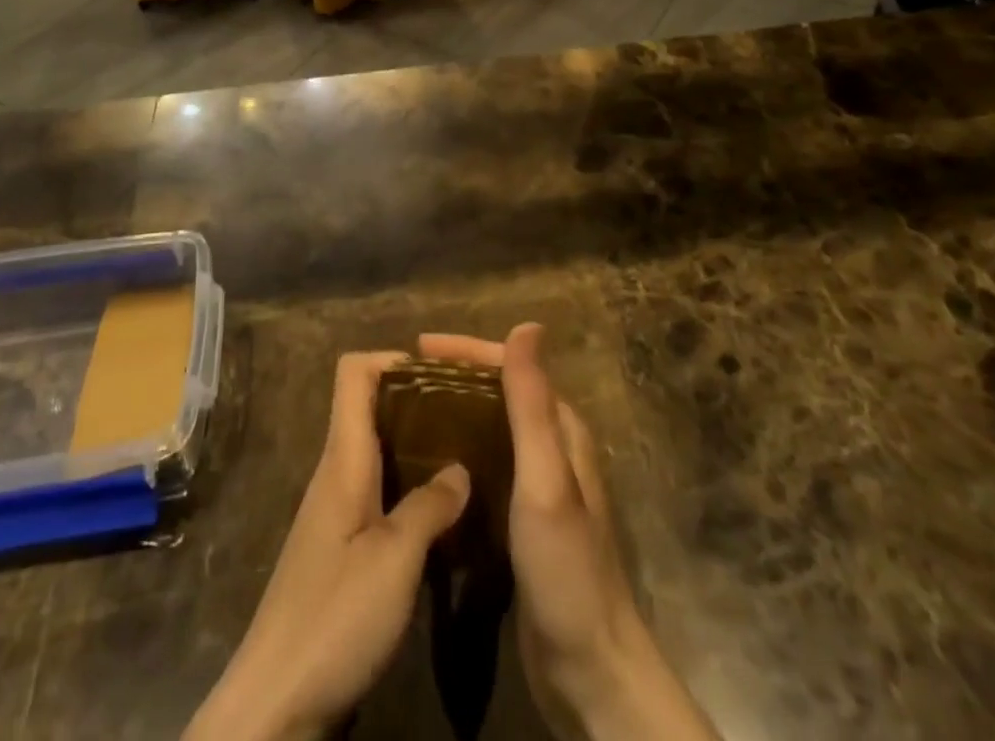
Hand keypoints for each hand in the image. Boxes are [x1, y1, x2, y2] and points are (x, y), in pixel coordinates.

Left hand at [184, 352, 470, 740]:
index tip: (442, 373)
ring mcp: (337, 511)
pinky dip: (411, 486)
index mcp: (343, 459)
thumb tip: (461, 468)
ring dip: (418, 445)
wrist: (275, 705)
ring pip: (378, 451)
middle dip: (417, 399)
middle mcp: (337, 473)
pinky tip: (444, 511)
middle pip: (370, 407)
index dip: (393, 359)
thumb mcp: (394, 561)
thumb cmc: (334, 619)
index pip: (353, 373)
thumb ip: (430, 507)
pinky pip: (380, 492)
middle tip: (469, 412)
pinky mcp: (342, 548)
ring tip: (467, 453)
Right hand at [418, 325, 716, 740]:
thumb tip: (528, 325)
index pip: (511, 367)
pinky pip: (485, 467)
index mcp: (561, 430)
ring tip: (406, 414)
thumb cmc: (566, 568)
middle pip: (498, 393)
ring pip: (490, 429)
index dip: (466, 351)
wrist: (591, 670)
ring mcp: (538, 486)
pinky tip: (428, 466)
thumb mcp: (546, 479)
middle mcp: (552, 448)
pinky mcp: (522, 520)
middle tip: (403, 380)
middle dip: (454, 378)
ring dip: (453, 413)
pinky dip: (457, 453)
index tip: (418, 348)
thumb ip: (533, 403)